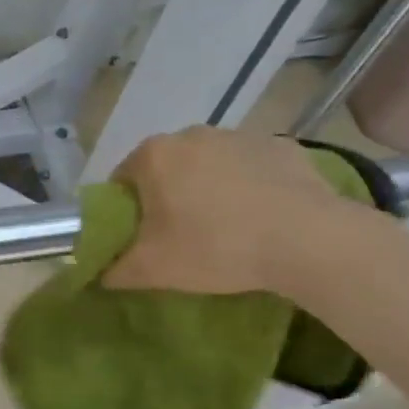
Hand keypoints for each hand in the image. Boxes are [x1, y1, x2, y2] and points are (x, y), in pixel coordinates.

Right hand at [102, 127, 351, 295]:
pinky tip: (264, 217)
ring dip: (211, 188)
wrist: (310, 241)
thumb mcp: (154, 270)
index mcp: (153, 156)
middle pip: (167, 168)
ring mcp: (239, 136)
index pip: (123, 179)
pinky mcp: (283, 147)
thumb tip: (98, 274)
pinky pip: (253, 167)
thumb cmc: (216, 247)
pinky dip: (252, 186)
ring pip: (210, 164)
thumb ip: (115, 270)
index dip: (128, 210)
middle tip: (182, 235)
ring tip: (229, 228)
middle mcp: (191, 134)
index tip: (142, 237)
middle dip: (169, 195)